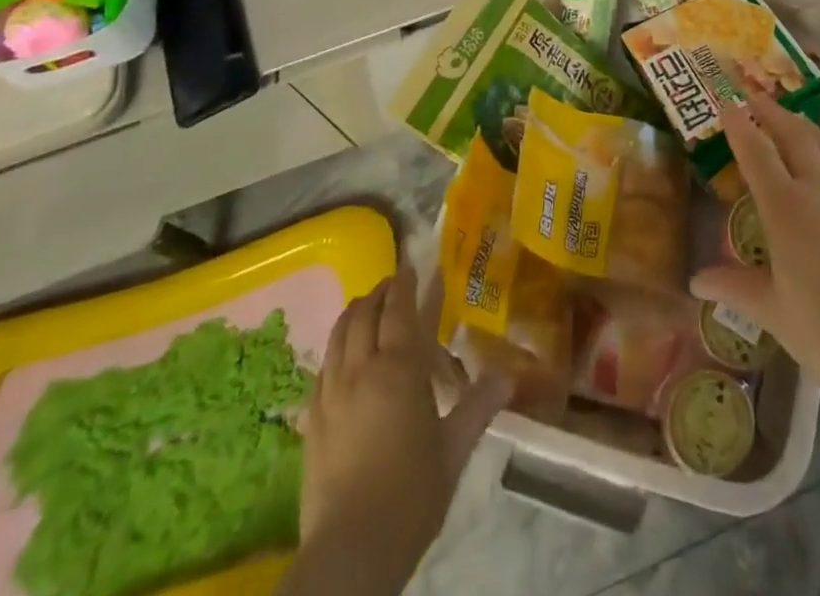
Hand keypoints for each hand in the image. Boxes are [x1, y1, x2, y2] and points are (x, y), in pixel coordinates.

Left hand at [296, 265, 507, 582]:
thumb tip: (508, 376)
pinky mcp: (311, 422)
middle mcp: (361, 370)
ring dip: (354, 314)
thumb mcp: (454, 450)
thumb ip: (479, 406)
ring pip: (338, 336)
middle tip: (393, 285)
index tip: (413, 267)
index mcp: (399, 369)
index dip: (406, 284)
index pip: (400, 310)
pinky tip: (342, 358)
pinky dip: (335, 348)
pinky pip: (322, 368)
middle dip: (379, 293)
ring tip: (366, 308)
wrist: (351, 552)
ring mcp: (331, 395)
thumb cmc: (412, 495)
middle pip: (365, 315)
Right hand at [689, 97, 819, 419]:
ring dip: (806, 127)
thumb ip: (735, 287)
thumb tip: (697, 283)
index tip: (727, 102)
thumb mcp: (774, 312)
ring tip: (792, 119)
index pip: (757, 152)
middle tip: (755, 96)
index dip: (740, 125)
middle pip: (794, 136)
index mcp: (786, 208)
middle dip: (772, 113)